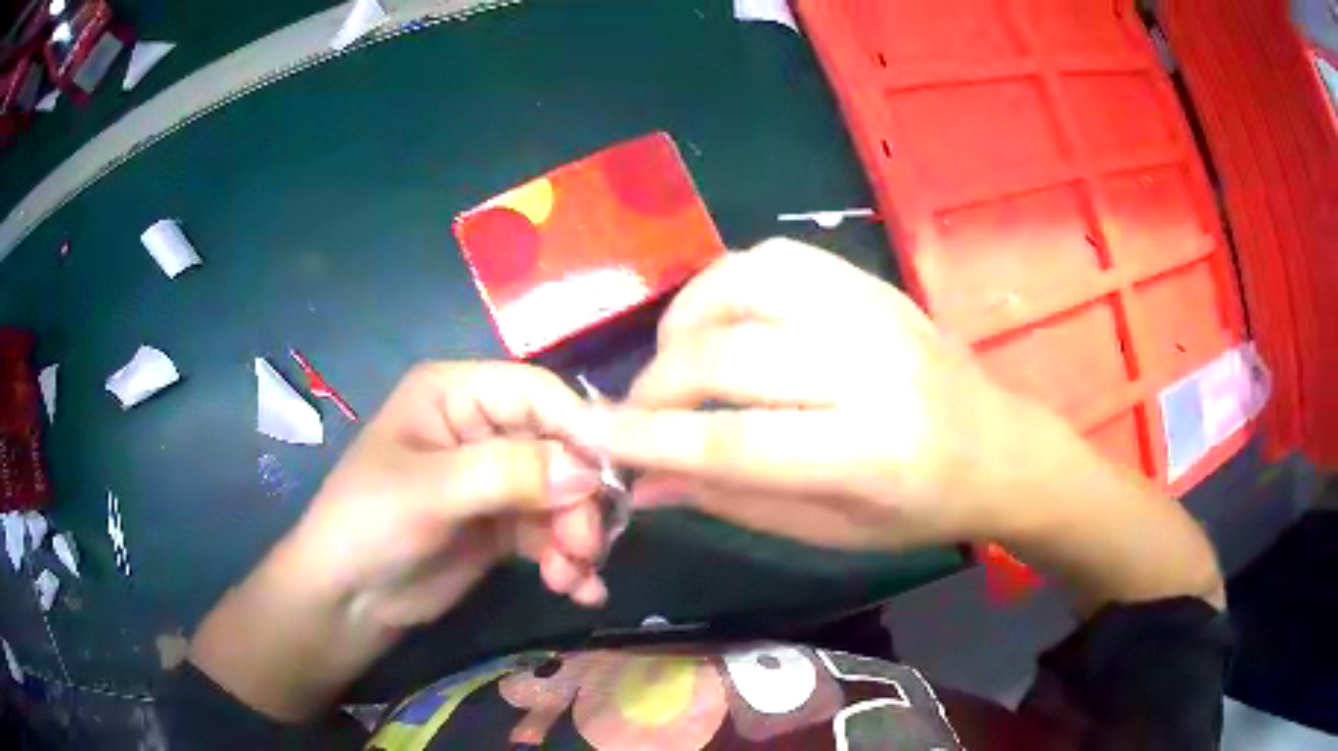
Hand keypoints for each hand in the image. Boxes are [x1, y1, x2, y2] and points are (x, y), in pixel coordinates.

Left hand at [190, 362, 610, 719]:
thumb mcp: (429, 492)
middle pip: (559, 448)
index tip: (616, 477)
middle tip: (586, 547)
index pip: (537, 394)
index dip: (580, 428)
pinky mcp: (503, 525)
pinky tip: (577, 589)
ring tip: (572, 578)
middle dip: (580, 499)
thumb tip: (590, 471)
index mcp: (456, 393)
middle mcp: (481, 428)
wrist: (347, 601)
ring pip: (563, 495)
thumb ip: (507, 474)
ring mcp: (495, 479)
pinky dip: (569, 560)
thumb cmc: (368, 525)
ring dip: (577, 537)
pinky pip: (552, 532)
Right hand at [577, 238, 1061, 550]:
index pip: (732, 442)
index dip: (646, 439)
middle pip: (729, 357)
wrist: (999, 447)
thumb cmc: (920, 509)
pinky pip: (777, 259)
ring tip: (676, 358)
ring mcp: (874, 312)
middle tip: (636, 411)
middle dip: (657, 385)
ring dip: (687, 319)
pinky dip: (727, 285)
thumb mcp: (829, 531)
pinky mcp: (872, 283)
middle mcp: (872, 370)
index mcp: (870, 454)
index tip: (588, 435)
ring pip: (747, 283)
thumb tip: (643, 480)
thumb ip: (731, 500)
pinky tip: (721, 320)